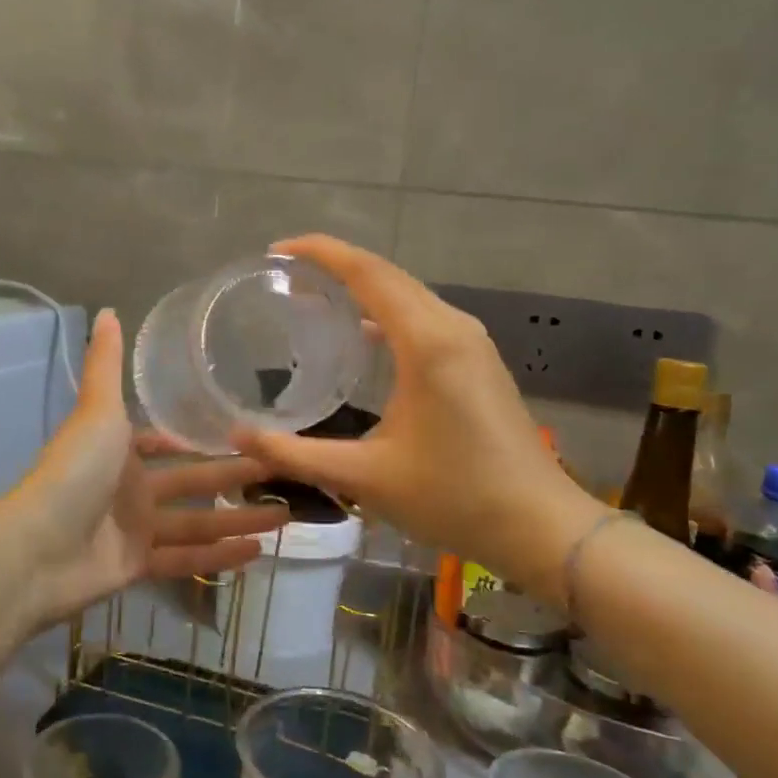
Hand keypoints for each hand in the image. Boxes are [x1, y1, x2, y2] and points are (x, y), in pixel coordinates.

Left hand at [0, 309, 286, 630]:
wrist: (37, 549)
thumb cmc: (73, 473)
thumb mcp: (97, 411)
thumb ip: (107, 365)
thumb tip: (108, 310)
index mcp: (120, 451)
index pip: (165, 443)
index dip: (196, 439)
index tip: (242, 432)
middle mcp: (130, 489)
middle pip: (193, 483)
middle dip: (235, 477)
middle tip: (282, 472)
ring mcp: (135, 530)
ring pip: (197, 523)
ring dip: (239, 520)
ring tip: (286, 516)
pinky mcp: (138, 566)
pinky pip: (186, 559)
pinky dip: (219, 557)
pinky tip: (257, 552)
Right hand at [230, 235, 589, 583]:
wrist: (539, 525)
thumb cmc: (453, 497)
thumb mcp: (365, 477)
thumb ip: (296, 454)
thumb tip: (238, 437)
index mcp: (427, 342)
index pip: (367, 272)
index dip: (320, 253)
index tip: (276, 251)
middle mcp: (452, 328)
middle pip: (388, 275)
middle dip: (336, 266)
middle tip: (285, 277)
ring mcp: (472, 343)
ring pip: (409, 295)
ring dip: (363, 289)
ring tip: (315, 299)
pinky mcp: (479, 362)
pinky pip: (425, 318)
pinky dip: (388, 314)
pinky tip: (363, 336)